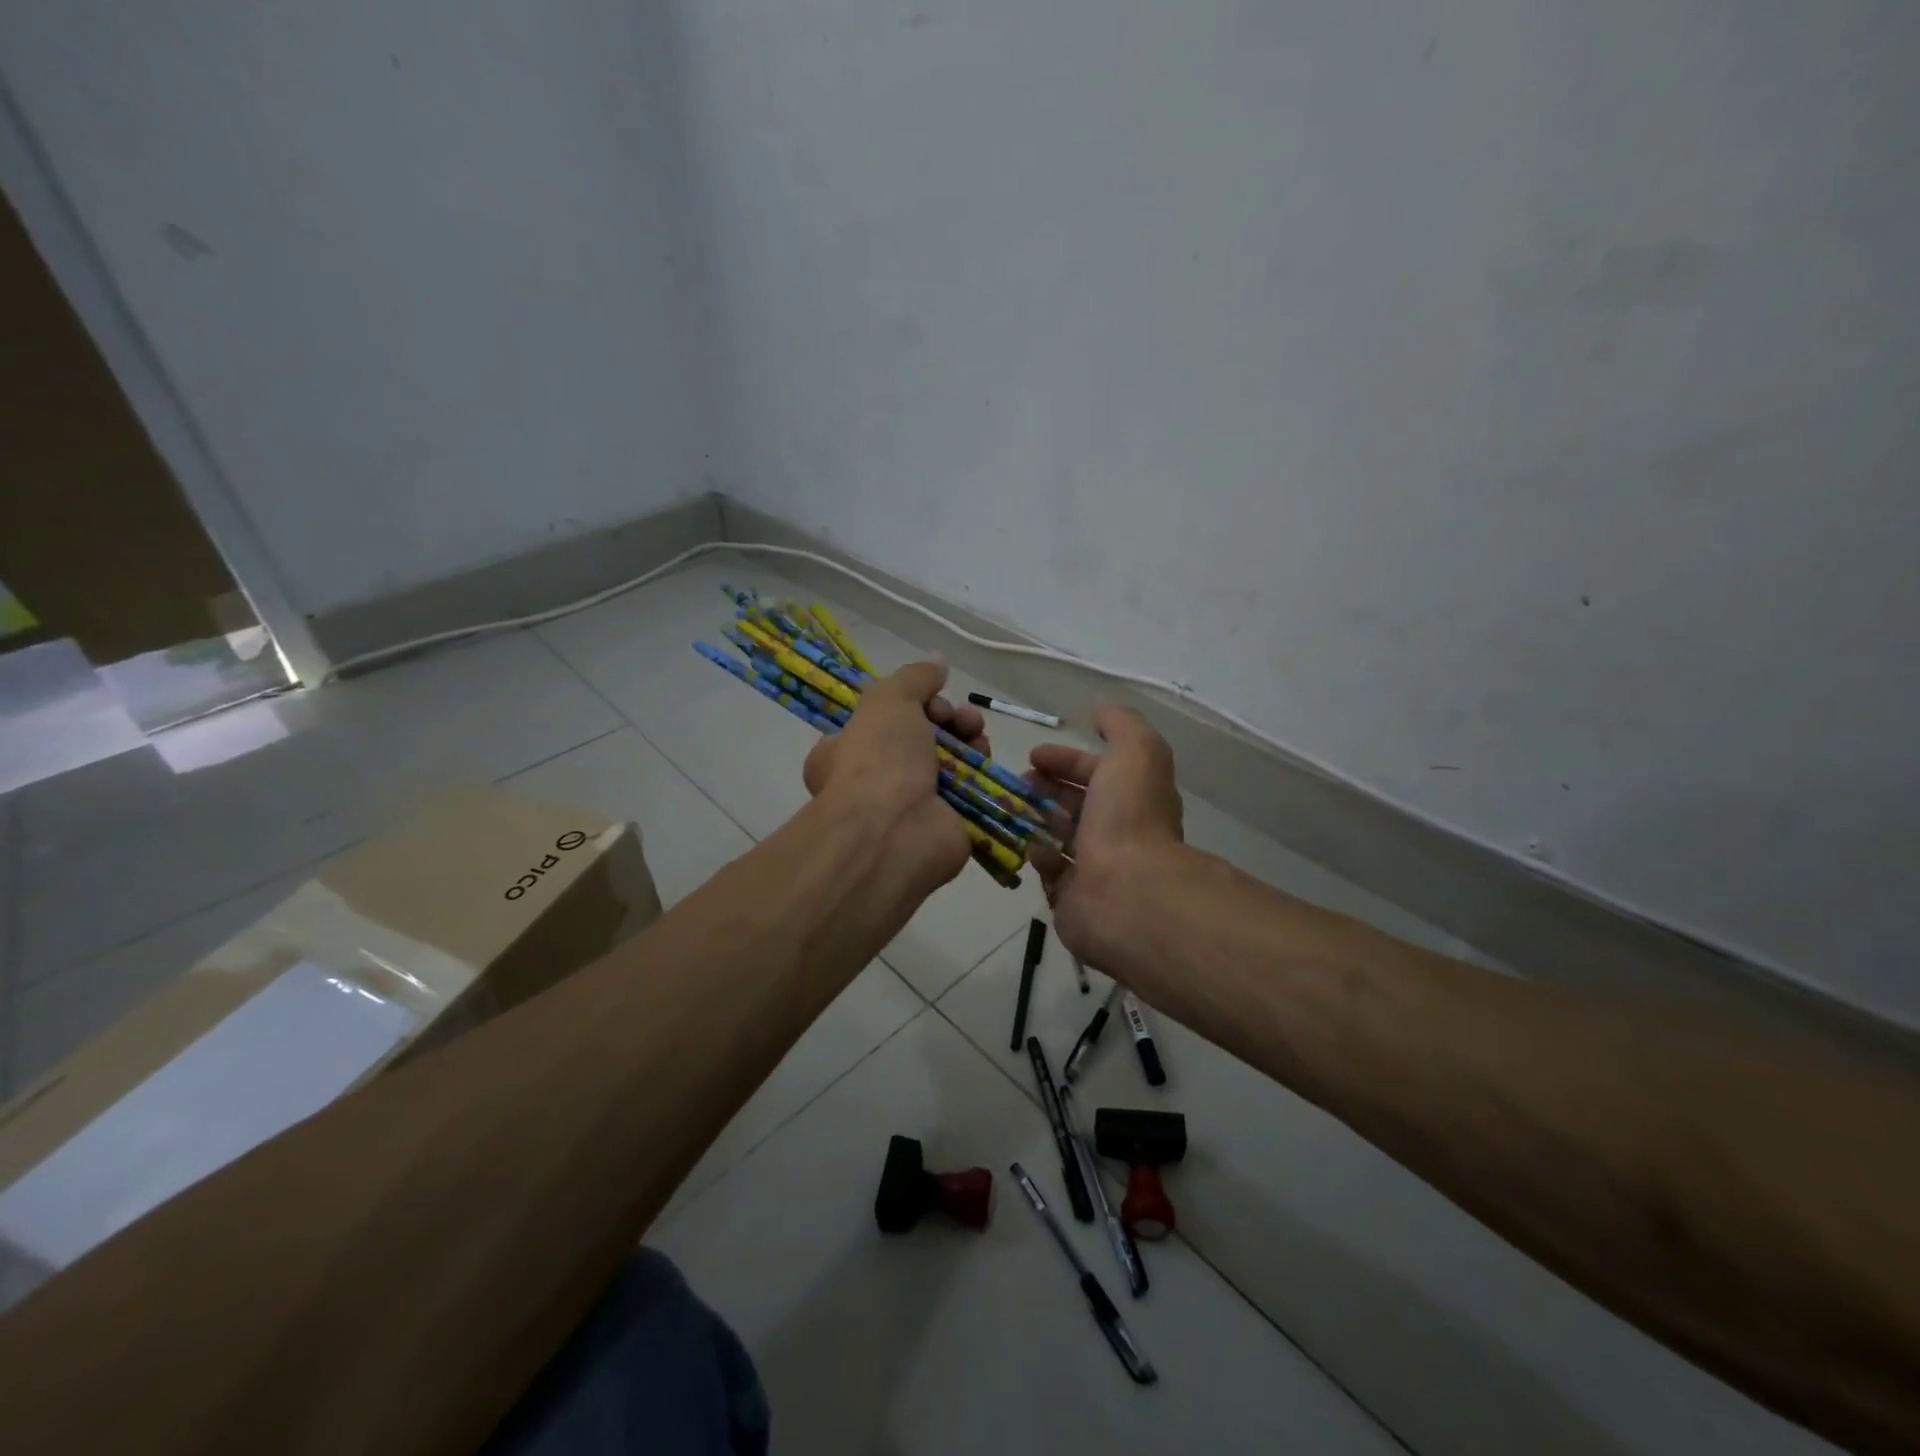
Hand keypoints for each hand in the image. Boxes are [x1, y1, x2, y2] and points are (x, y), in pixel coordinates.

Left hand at [802, 661, 990, 893]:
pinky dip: (980, 772)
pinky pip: (967, 791)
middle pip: (922, 737)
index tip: (931, 698)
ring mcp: (910, 807)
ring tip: (976, 733)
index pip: (882, 720)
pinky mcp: (944, 825)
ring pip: (948, 762)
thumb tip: (937, 661)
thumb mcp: (888, 700)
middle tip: (960, 718)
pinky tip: (986, 759)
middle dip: (947, 719)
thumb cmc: (878, 760)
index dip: (913, 703)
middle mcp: (874, 781)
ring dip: (968, 740)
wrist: (894, 832)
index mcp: (844, 752)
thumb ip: (914, 677)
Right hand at [1028, 706, 1184, 966]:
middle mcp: (1120, 832)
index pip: (1099, 772)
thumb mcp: (1135, 751)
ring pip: (1061, 837)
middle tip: (1016, 783)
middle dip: (1046, 788)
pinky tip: (1032, 848)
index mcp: (1135, 797)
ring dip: (1037, 820)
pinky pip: (1052, 873)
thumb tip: (1101, 708)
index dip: (1067, 759)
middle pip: (1077, 804)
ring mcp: (1098, 868)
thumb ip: (1120, 724)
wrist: (1126, 891)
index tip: (1033, 755)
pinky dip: (1040, 857)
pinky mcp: (1076, 900)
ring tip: (1012, 811)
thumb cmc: (1128, 817)